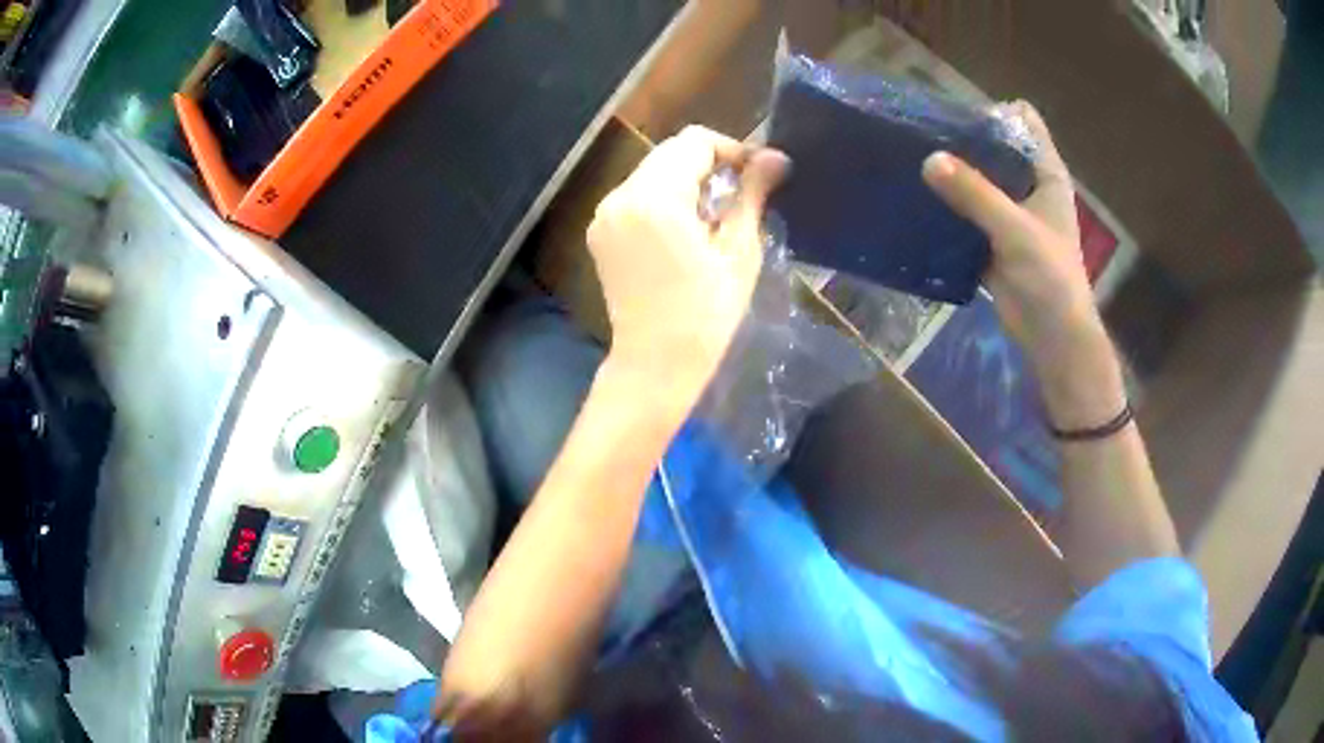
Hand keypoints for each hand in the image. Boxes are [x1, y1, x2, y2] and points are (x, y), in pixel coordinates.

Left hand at [587, 125, 789, 404]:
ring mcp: (603, 215)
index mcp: (654, 197)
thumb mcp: (738, 251)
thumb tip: (775, 156)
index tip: (757, 175)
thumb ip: (752, 194)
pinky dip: (664, 199)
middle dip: (709, 164)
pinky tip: (685, 231)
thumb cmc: (706, 314)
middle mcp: (619, 196)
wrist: (655, 364)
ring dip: (686, 180)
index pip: (694, 142)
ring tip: (715, 216)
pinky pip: (636, 196)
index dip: (731, 150)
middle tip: (741, 196)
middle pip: (669, 153)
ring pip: (652, 173)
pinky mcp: (599, 233)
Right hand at [922, 102, 1125, 429]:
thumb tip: (928, 160)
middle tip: (924, 133)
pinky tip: (921, 198)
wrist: (1053, 338)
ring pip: (980, 178)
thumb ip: (975, 194)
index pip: (1024, 122)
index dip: (995, 111)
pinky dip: (950, 204)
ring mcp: (1011, 212)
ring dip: (954, 172)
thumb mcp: (1015, 230)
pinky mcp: (994, 238)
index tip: (958, 114)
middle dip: (965, 139)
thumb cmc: (1049, 279)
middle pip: (996, 146)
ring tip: (914, 158)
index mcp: (1046, 174)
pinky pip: (969, 211)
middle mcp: (1030, 186)